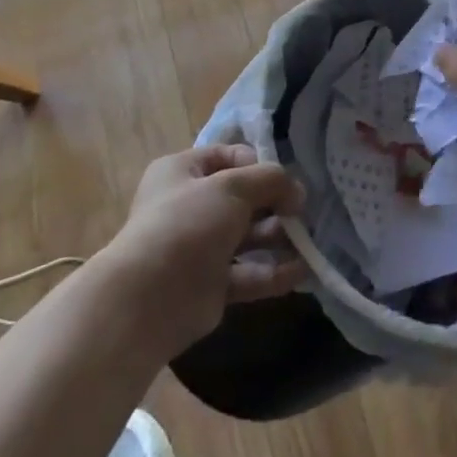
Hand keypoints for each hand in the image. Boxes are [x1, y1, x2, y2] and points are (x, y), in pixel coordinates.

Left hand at [102, 143, 308, 354]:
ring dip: (280, 236)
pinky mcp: (210, 285)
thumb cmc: (188, 223)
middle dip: (276, 202)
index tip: (281, 177)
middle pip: (243, 198)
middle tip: (302, 211)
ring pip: (249, 236)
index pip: (229, 156)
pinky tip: (303, 270)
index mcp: (182, 172)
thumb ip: (271, 180)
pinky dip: (275, 272)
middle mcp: (189, 206)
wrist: (148, 299)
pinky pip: (249, 273)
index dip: (258, 163)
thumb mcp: (234, 186)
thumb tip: (297, 192)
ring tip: (308, 240)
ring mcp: (200, 248)